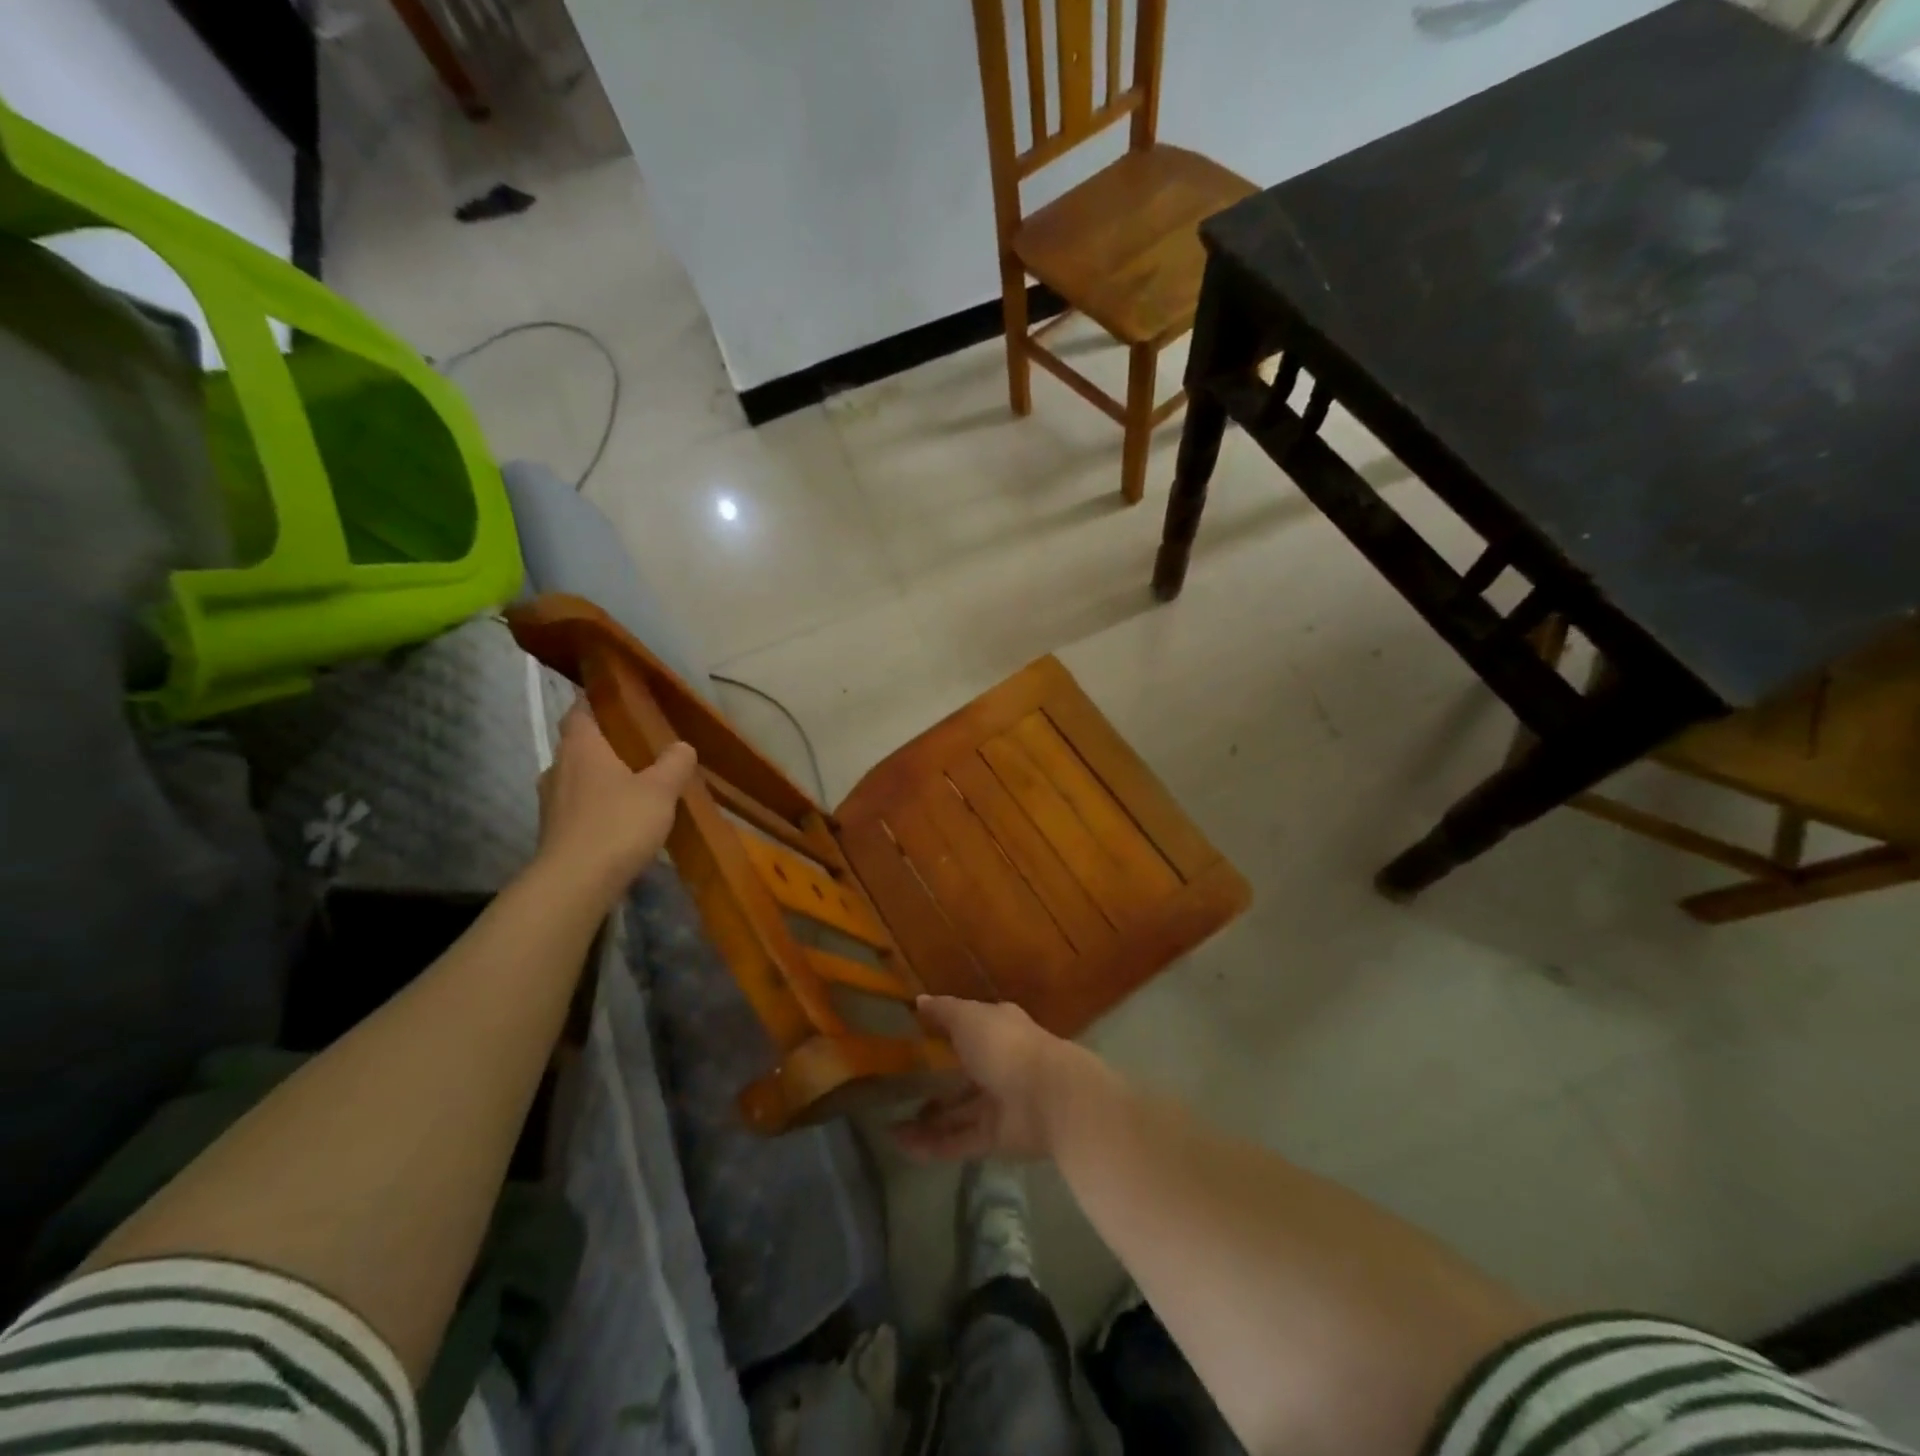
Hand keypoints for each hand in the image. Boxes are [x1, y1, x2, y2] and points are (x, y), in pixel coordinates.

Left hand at [536, 700, 697, 896]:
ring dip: (601, 777)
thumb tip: (681, 746)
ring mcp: (550, 801)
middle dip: (605, 743)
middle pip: (579, 744)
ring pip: (577, 776)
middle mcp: (558, 767)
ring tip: (635, 785)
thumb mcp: (660, 790)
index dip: (595, 701)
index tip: (618, 700)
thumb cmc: (618, 824)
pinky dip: (596, 805)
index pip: (579, 710)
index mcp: (581, 747)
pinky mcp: (552, 830)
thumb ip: (674, 763)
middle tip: (640, 747)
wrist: (575, 883)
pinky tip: (620, 819)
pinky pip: (577, 805)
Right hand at [892, 996, 1097, 1161]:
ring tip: (890, 1125)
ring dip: (927, 1120)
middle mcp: (999, 1064)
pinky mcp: (996, 1138)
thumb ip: (943, 1011)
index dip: (944, 1031)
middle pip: (962, 1074)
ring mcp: (998, 1103)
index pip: (969, 1028)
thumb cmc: (1006, 1046)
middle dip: (934, 1082)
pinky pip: (959, 1141)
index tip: (914, 1037)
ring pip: (957, 1112)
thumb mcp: (968, 1017)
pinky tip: (902, 1145)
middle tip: (897, 1089)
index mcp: (998, 1029)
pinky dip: (933, 1144)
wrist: (1049, 1098)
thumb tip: (919, 1001)